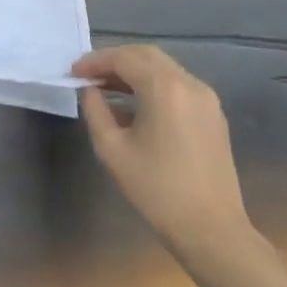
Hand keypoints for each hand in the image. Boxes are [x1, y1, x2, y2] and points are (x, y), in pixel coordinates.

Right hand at [76, 45, 257, 272]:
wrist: (212, 230)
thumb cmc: (157, 190)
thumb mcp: (112, 149)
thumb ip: (95, 110)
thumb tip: (90, 90)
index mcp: (164, 88)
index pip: (123, 59)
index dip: (94, 61)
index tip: (73, 72)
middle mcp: (189, 83)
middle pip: (145, 55)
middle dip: (114, 61)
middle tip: (88, 75)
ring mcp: (206, 98)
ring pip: (163, 68)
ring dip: (134, 72)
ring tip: (106, 88)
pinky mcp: (213, 115)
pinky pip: (177, 86)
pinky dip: (153, 85)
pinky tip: (135, 106)